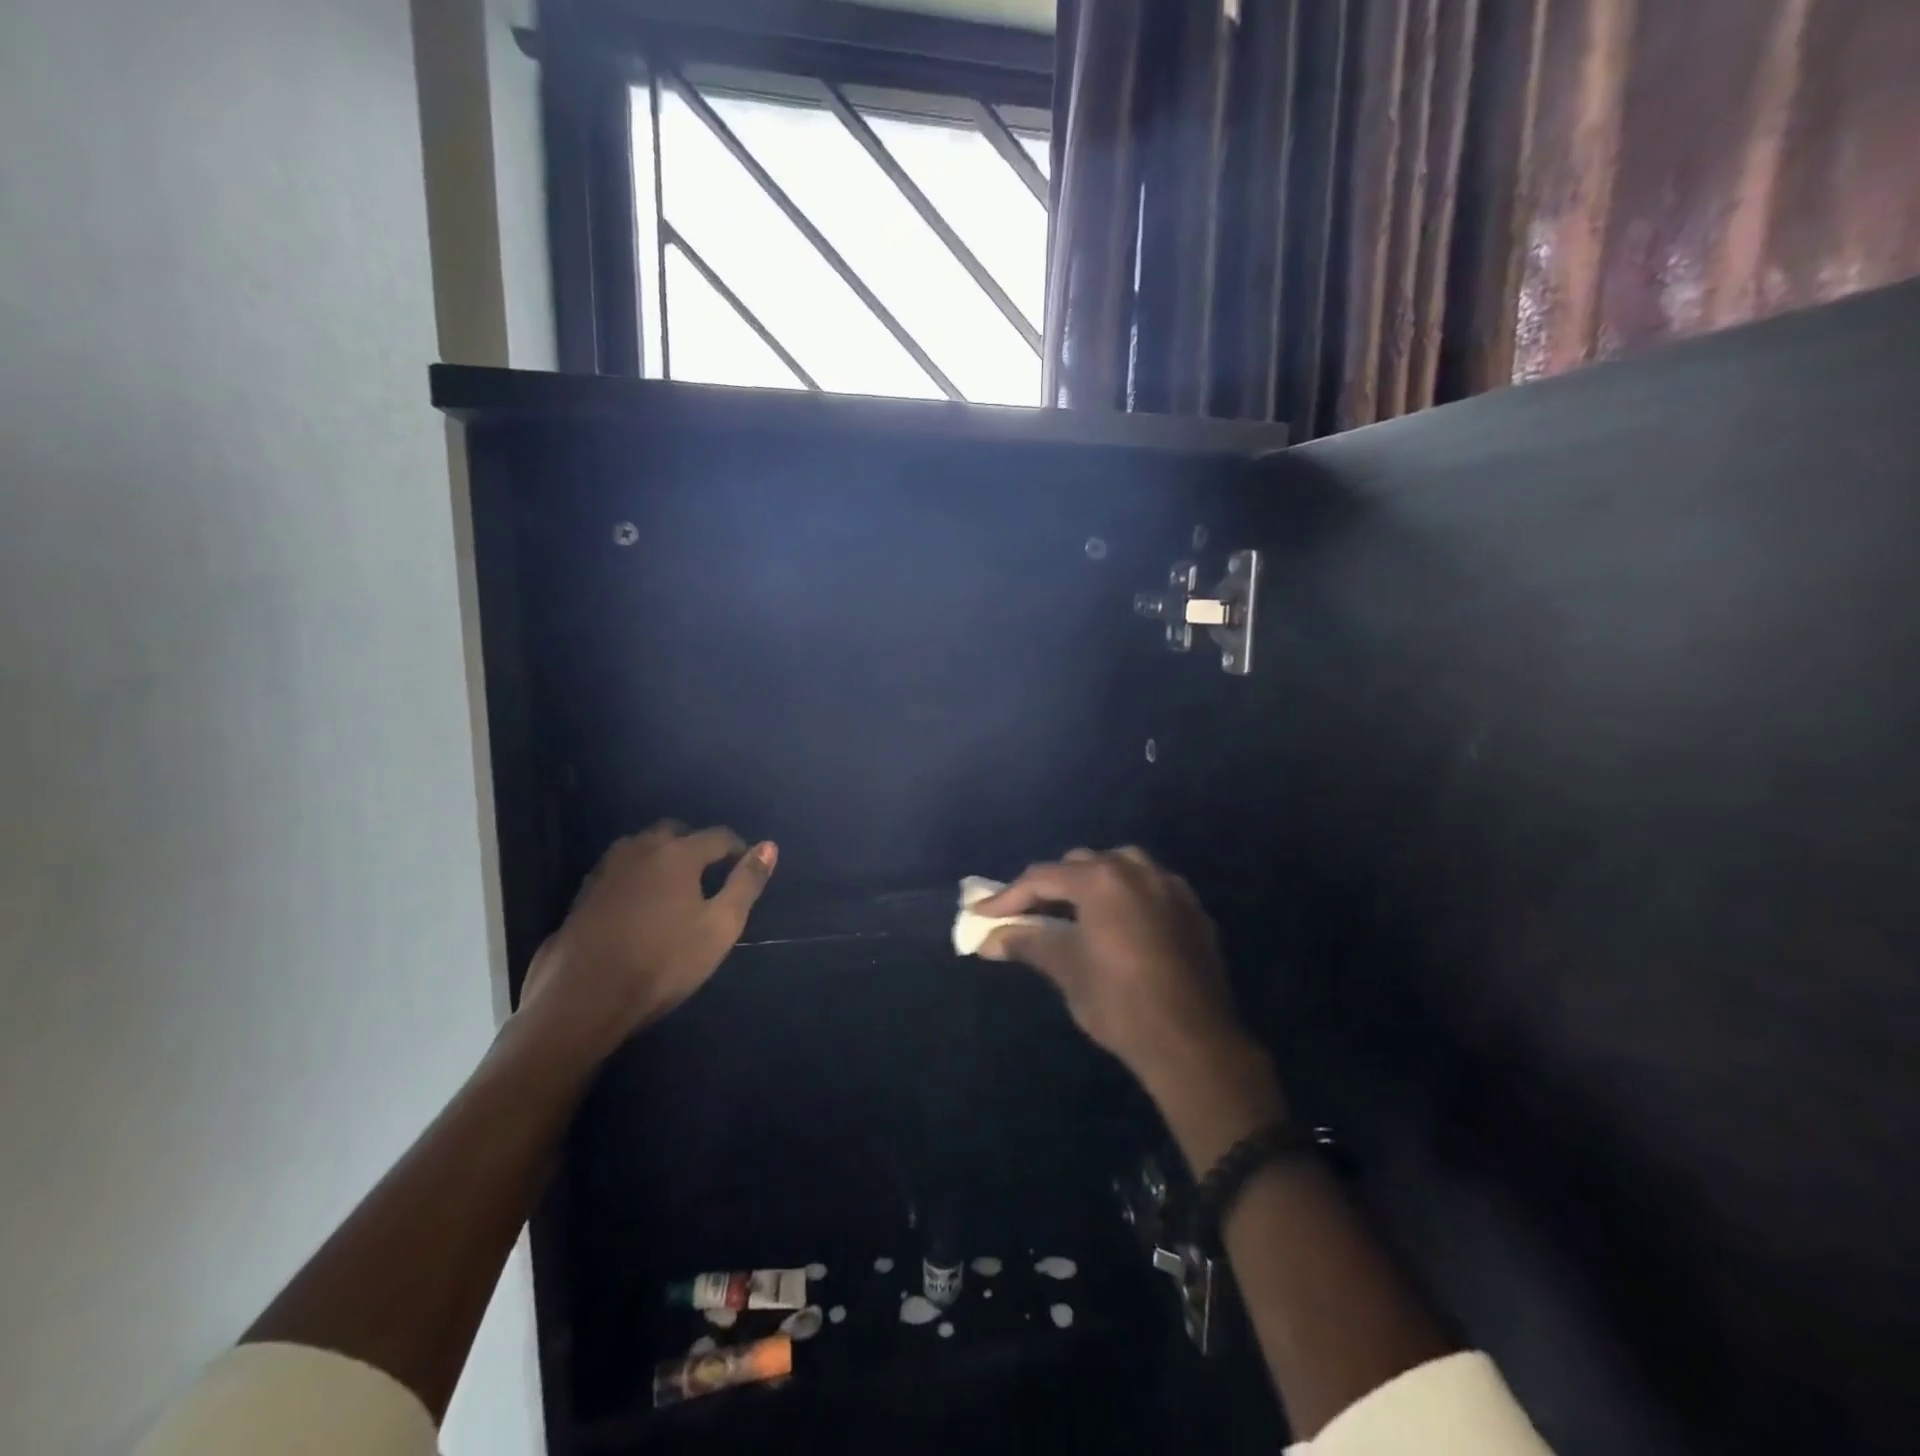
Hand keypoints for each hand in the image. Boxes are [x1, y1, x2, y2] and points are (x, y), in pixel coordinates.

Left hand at [520, 821, 776, 1053]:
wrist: (583, 998)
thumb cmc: (663, 962)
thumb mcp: (720, 926)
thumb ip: (746, 883)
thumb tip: (769, 846)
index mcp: (678, 853)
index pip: (718, 836)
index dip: (738, 848)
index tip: (747, 864)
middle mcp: (641, 848)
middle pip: (675, 831)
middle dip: (696, 843)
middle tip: (710, 871)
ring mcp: (607, 869)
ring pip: (642, 846)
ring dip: (663, 855)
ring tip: (676, 883)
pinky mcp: (584, 892)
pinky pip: (620, 868)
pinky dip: (638, 873)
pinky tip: (640, 900)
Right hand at [973, 848, 1248, 1090]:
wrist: (1193, 1044)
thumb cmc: (1120, 1003)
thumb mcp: (1067, 969)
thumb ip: (1028, 943)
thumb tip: (988, 938)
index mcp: (1103, 880)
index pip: (1043, 878)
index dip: (1008, 896)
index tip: (982, 914)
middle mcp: (1138, 870)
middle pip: (1082, 864)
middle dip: (1050, 885)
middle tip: (1026, 914)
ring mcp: (1171, 888)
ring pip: (1121, 867)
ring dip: (1092, 882)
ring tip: (1073, 910)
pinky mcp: (1193, 911)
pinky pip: (1150, 888)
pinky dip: (1126, 896)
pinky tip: (1118, 923)